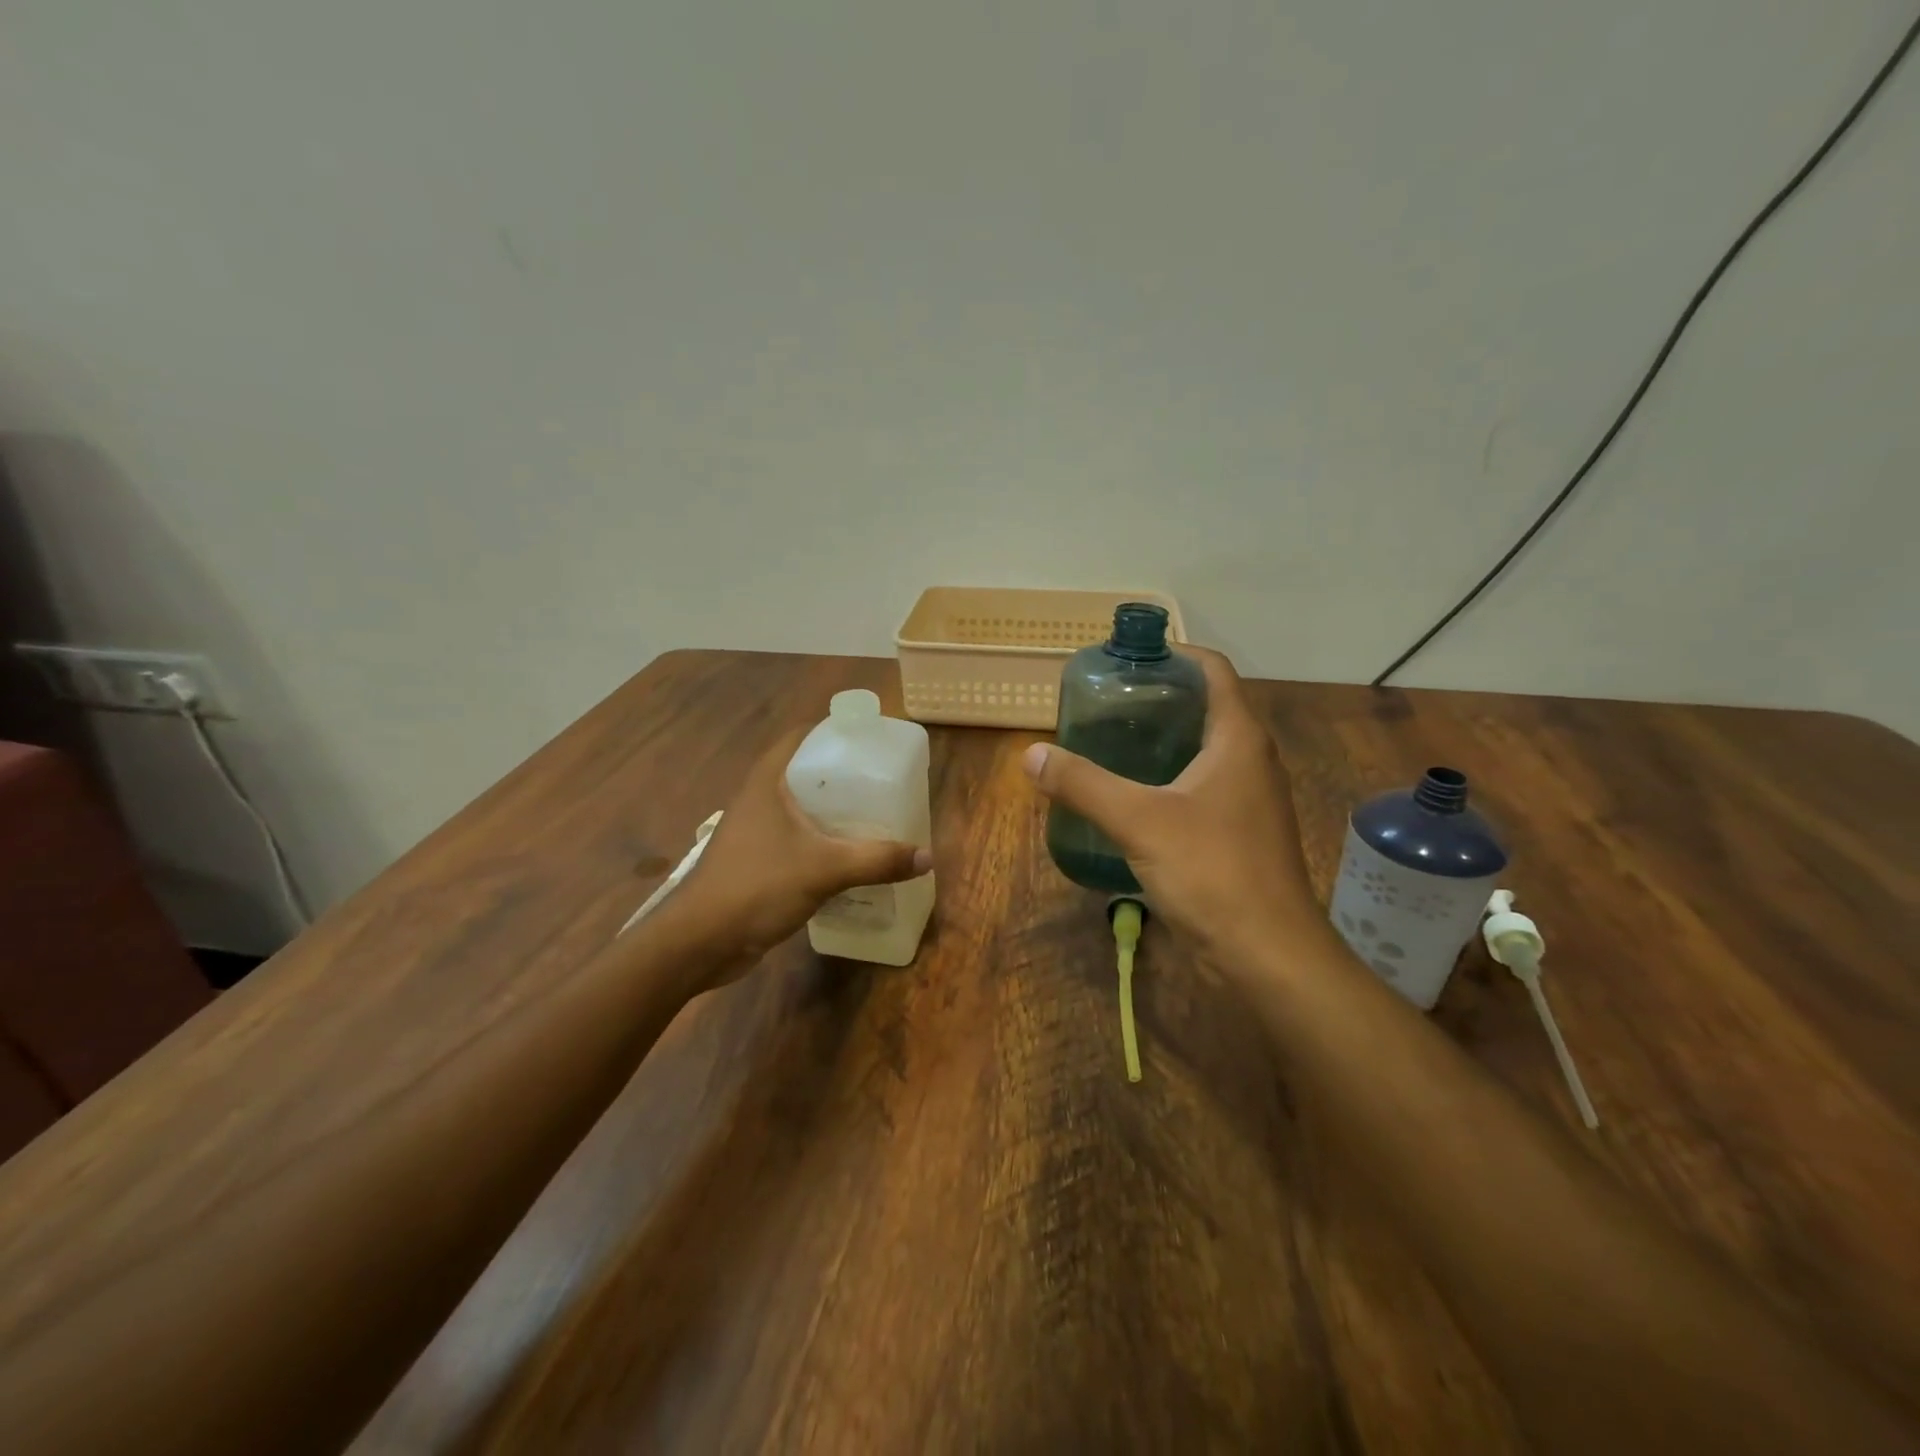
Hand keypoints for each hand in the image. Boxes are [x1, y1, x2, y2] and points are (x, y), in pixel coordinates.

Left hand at [664, 724, 930, 984]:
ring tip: (877, 816)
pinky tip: (852, 856)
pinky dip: (825, 841)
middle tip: (885, 781)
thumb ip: (876, 860)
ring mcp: (758, 831)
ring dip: (836, 812)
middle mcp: (761, 798)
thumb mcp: (824, 869)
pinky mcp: (760, 861)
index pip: (803, 736)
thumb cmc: (756, 886)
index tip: (872, 740)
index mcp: (768, 781)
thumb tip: (927, 857)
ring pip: (804, 809)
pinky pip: (800, 839)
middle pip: (807, 771)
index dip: (836, 731)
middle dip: (845, 775)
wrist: (699, 942)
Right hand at [1023, 647, 1321, 973]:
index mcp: (1239, 739)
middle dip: (1159, 698)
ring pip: (1203, 751)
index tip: (1128, 658)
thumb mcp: (1139, 821)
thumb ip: (1083, 784)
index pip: (1213, 670)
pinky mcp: (1240, 834)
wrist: (1268, 954)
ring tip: (1110, 742)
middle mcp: (1250, 760)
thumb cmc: (1213, 872)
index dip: (1174, 654)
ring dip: (1162, 740)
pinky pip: (1201, 788)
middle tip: (1106, 702)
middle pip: (1206, 707)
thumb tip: (1031, 755)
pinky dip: (1168, 779)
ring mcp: (1249, 799)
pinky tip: (1131, 796)